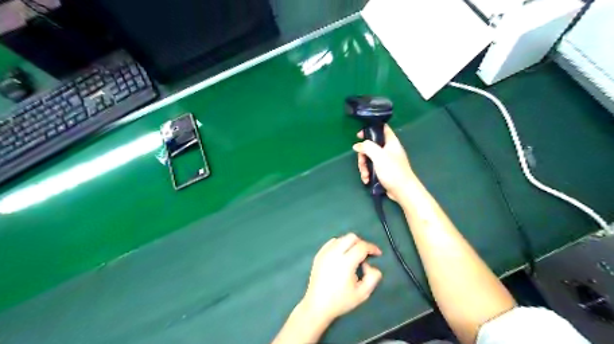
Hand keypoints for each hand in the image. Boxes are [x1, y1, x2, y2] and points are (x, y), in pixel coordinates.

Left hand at [301, 233, 382, 322]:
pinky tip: (341, 255)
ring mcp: (325, 252)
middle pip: (351, 237)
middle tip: (366, 254)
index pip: (362, 246)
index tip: (378, 254)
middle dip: (361, 243)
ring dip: (350, 243)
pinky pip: (331, 242)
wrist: (317, 305)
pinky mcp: (318, 254)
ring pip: (341, 238)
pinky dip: (340, 245)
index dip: (372, 248)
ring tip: (353, 256)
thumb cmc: (341, 301)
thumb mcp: (363, 293)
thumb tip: (369, 265)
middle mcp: (334, 253)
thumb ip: (373, 277)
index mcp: (346, 262)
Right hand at [352, 125, 413, 200]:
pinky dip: (368, 173)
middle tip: (362, 163)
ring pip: (369, 158)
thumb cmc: (393, 171)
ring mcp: (386, 160)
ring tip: (365, 175)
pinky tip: (367, 180)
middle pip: (371, 146)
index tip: (359, 136)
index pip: (381, 128)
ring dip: (364, 167)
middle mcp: (388, 149)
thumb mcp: (378, 156)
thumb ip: (367, 147)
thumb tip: (357, 146)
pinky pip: (372, 168)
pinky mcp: (384, 171)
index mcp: (391, 142)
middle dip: (363, 156)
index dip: (370, 129)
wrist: (403, 190)